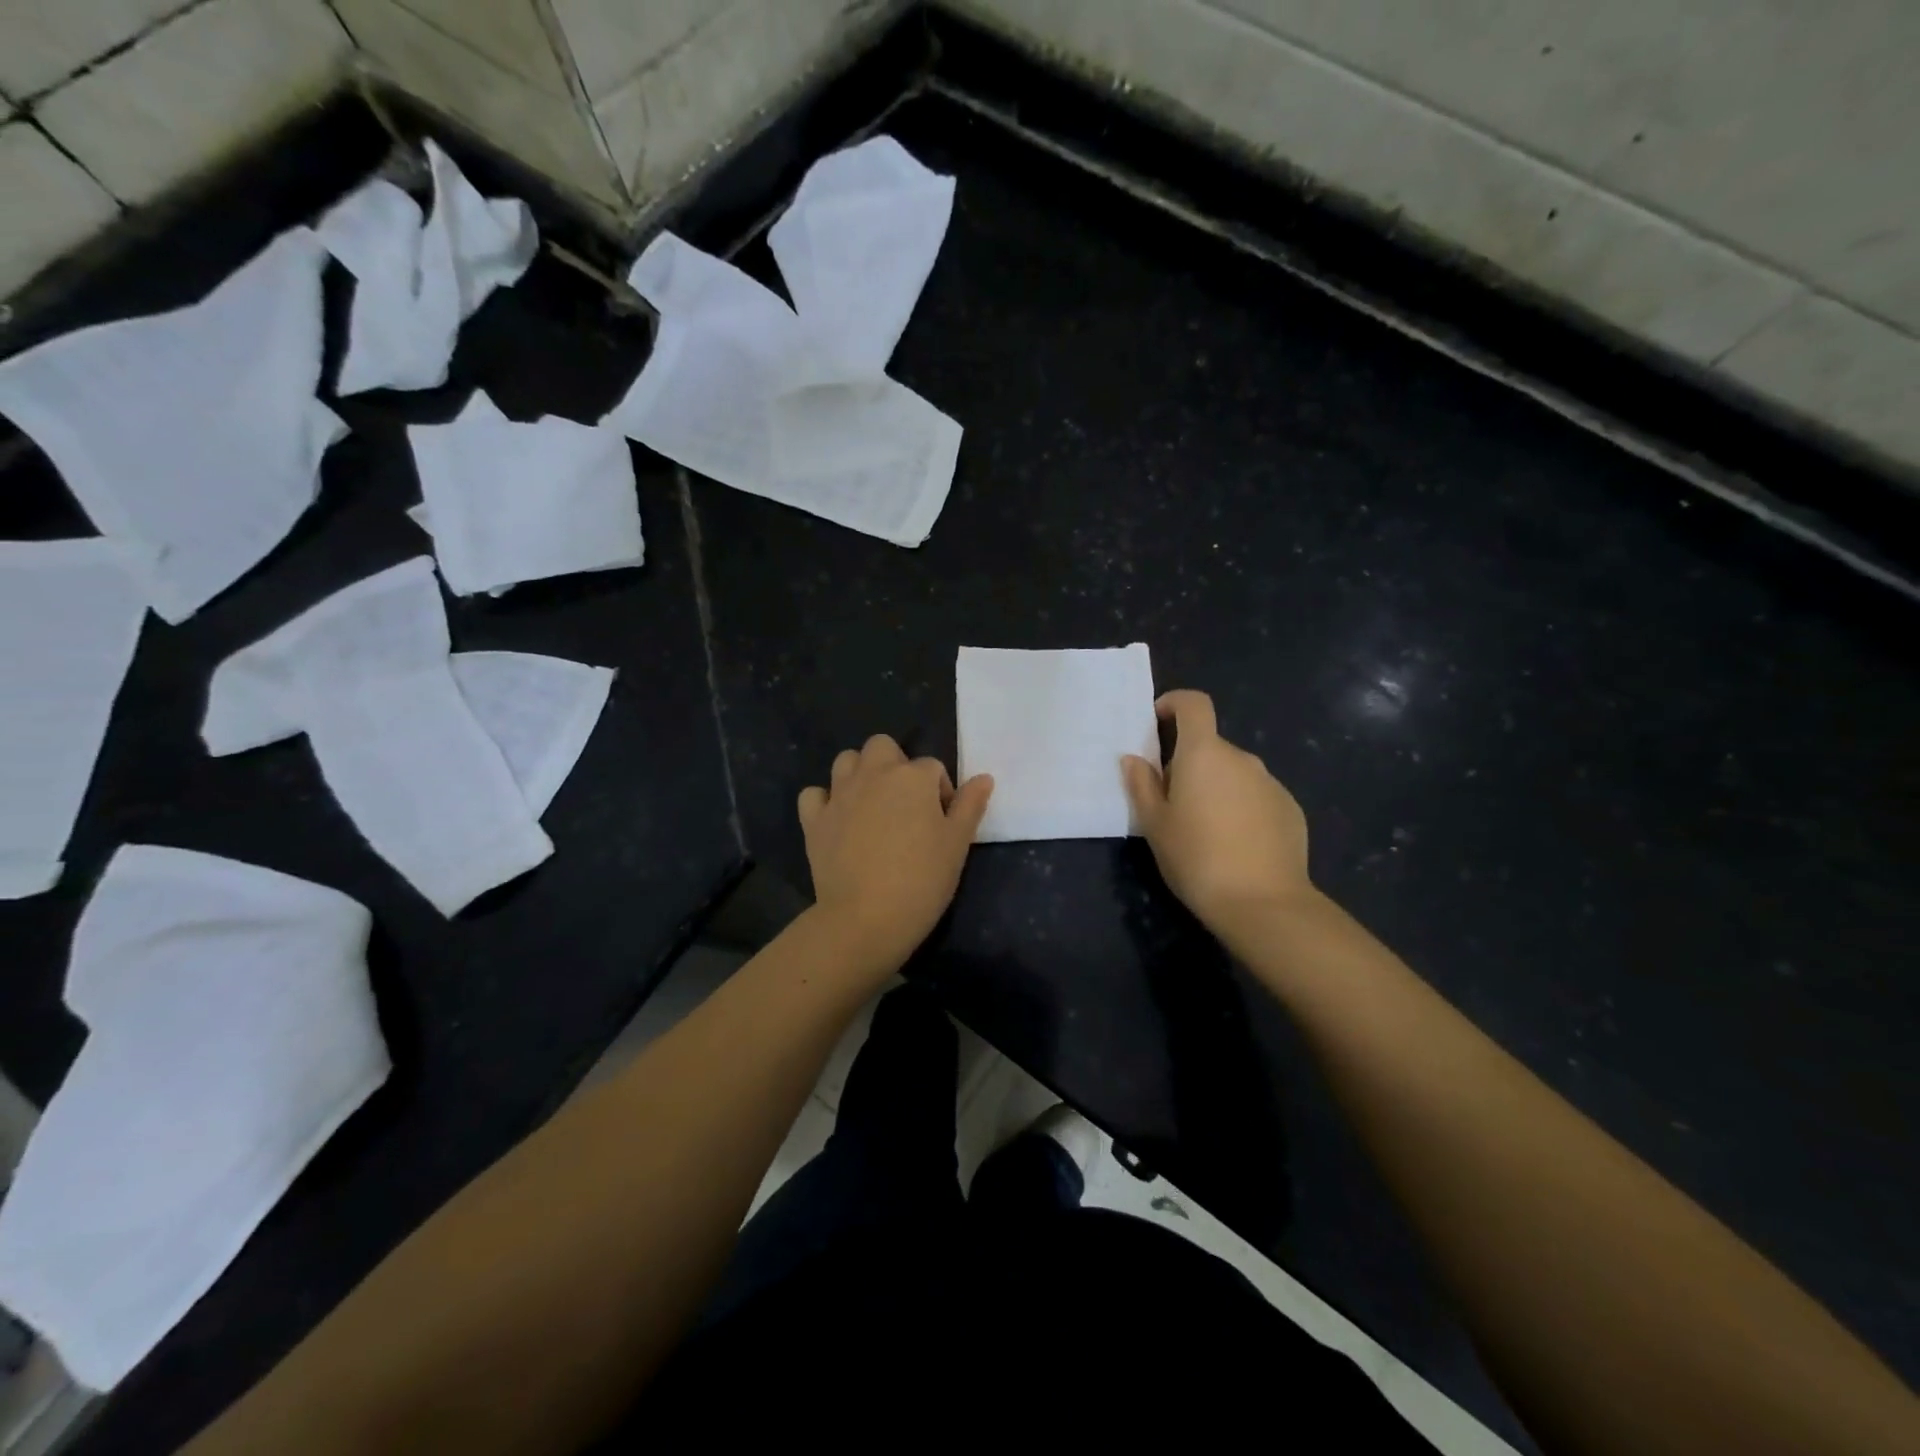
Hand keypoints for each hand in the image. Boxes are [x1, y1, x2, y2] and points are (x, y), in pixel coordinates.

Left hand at [797, 735, 993, 973]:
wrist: (865, 918)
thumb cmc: (921, 880)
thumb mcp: (957, 844)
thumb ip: (970, 806)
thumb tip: (983, 778)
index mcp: (912, 777)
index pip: (933, 768)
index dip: (941, 792)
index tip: (942, 824)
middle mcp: (873, 775)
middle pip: (882, 746)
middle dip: (895, 764)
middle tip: (905, 803)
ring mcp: (839, 795)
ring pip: (846, 761)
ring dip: (859, 774)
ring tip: (872, 806)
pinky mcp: (814, 820)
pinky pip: (814, 795)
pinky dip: (824, 801)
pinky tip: (837, 820)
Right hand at [1123, 690, 1312, 932]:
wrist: (1262, 902)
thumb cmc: (1196, 857)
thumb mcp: (1155, 824)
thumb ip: (1141, 784)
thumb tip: (1133, 759)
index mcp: (1204, 753)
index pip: (1194, 704)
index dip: (1174, 703)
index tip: (1157, 722)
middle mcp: (1242, 758)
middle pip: (1210, 746)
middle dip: (1189, 763)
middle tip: (1171, 802)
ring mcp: (1271, 783)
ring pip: (1234, 774)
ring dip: (1216, 787)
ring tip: (1204, 830)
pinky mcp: (1290, 809)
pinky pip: (1257, 797)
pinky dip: (1241, 808)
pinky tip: (1235, 845)